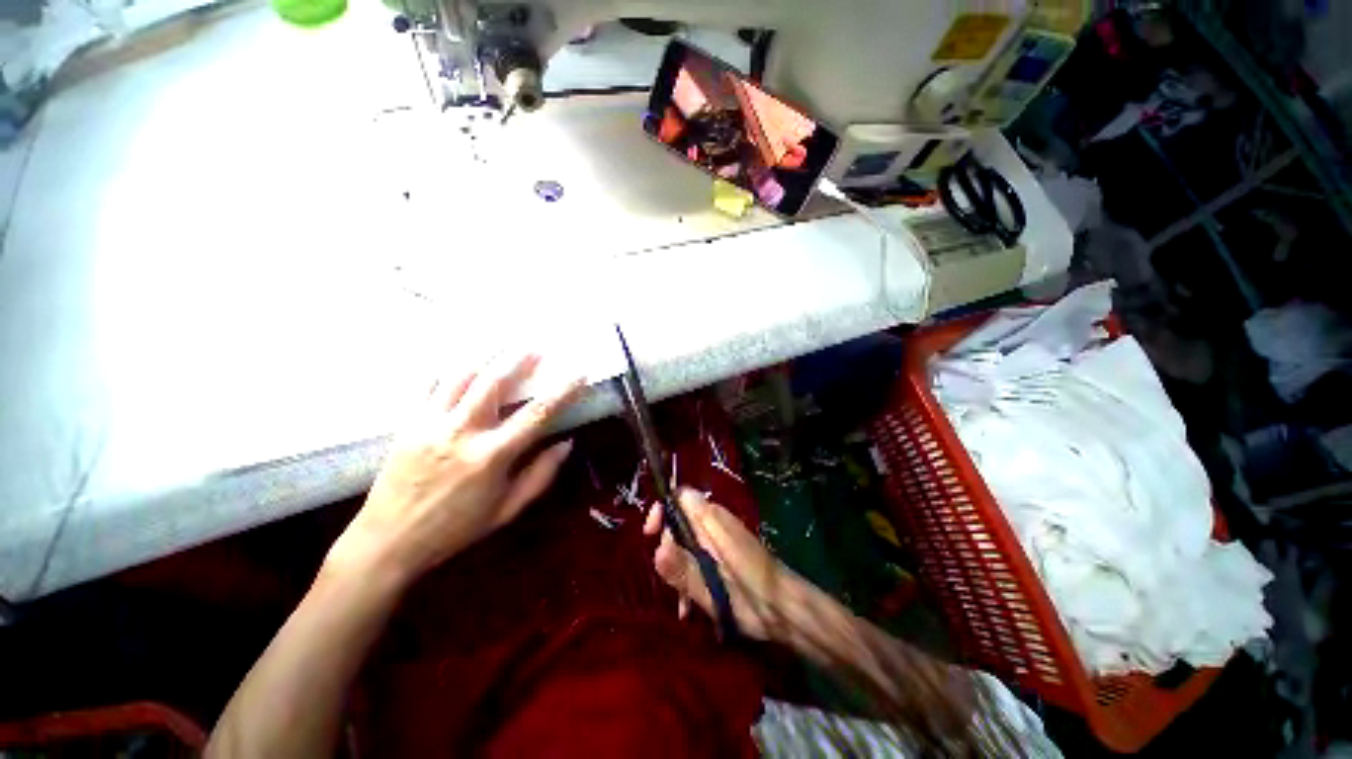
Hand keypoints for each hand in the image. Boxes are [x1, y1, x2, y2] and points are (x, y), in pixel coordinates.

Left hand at [326, 355, 583, 588]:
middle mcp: (462, 432)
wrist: (387, 542)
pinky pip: (429, 387)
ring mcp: (431, 424)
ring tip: (502, 345)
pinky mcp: (408, 424)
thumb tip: (567, 443)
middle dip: (518, 360)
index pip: (537, 414)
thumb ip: (541, 475)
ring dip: (486, 358)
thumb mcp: (508, 510)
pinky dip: (447, 371)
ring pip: (461, 377)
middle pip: (494, 383)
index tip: (579, 375)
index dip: (562, 392)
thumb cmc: (455, 530)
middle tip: (536, 346)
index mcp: (492, 455)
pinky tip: (460, 362)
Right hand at [644, 489, 793, 640]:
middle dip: (668, 547)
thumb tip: (658, 549)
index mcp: (710, 518)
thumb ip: (684, 567)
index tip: (650, 533)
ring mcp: (716, 541)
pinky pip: (695, 560)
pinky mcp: (719, 559)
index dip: (661, 510)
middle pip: (677, 522)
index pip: (678, 497)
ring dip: (677, 569)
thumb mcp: (713, 581)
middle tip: (670, 576)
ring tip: (682, 601)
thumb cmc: (751, 589)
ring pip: (684, 544)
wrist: (783, 606)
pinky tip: (688, 606)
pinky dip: (688, 579)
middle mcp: (711, 524)